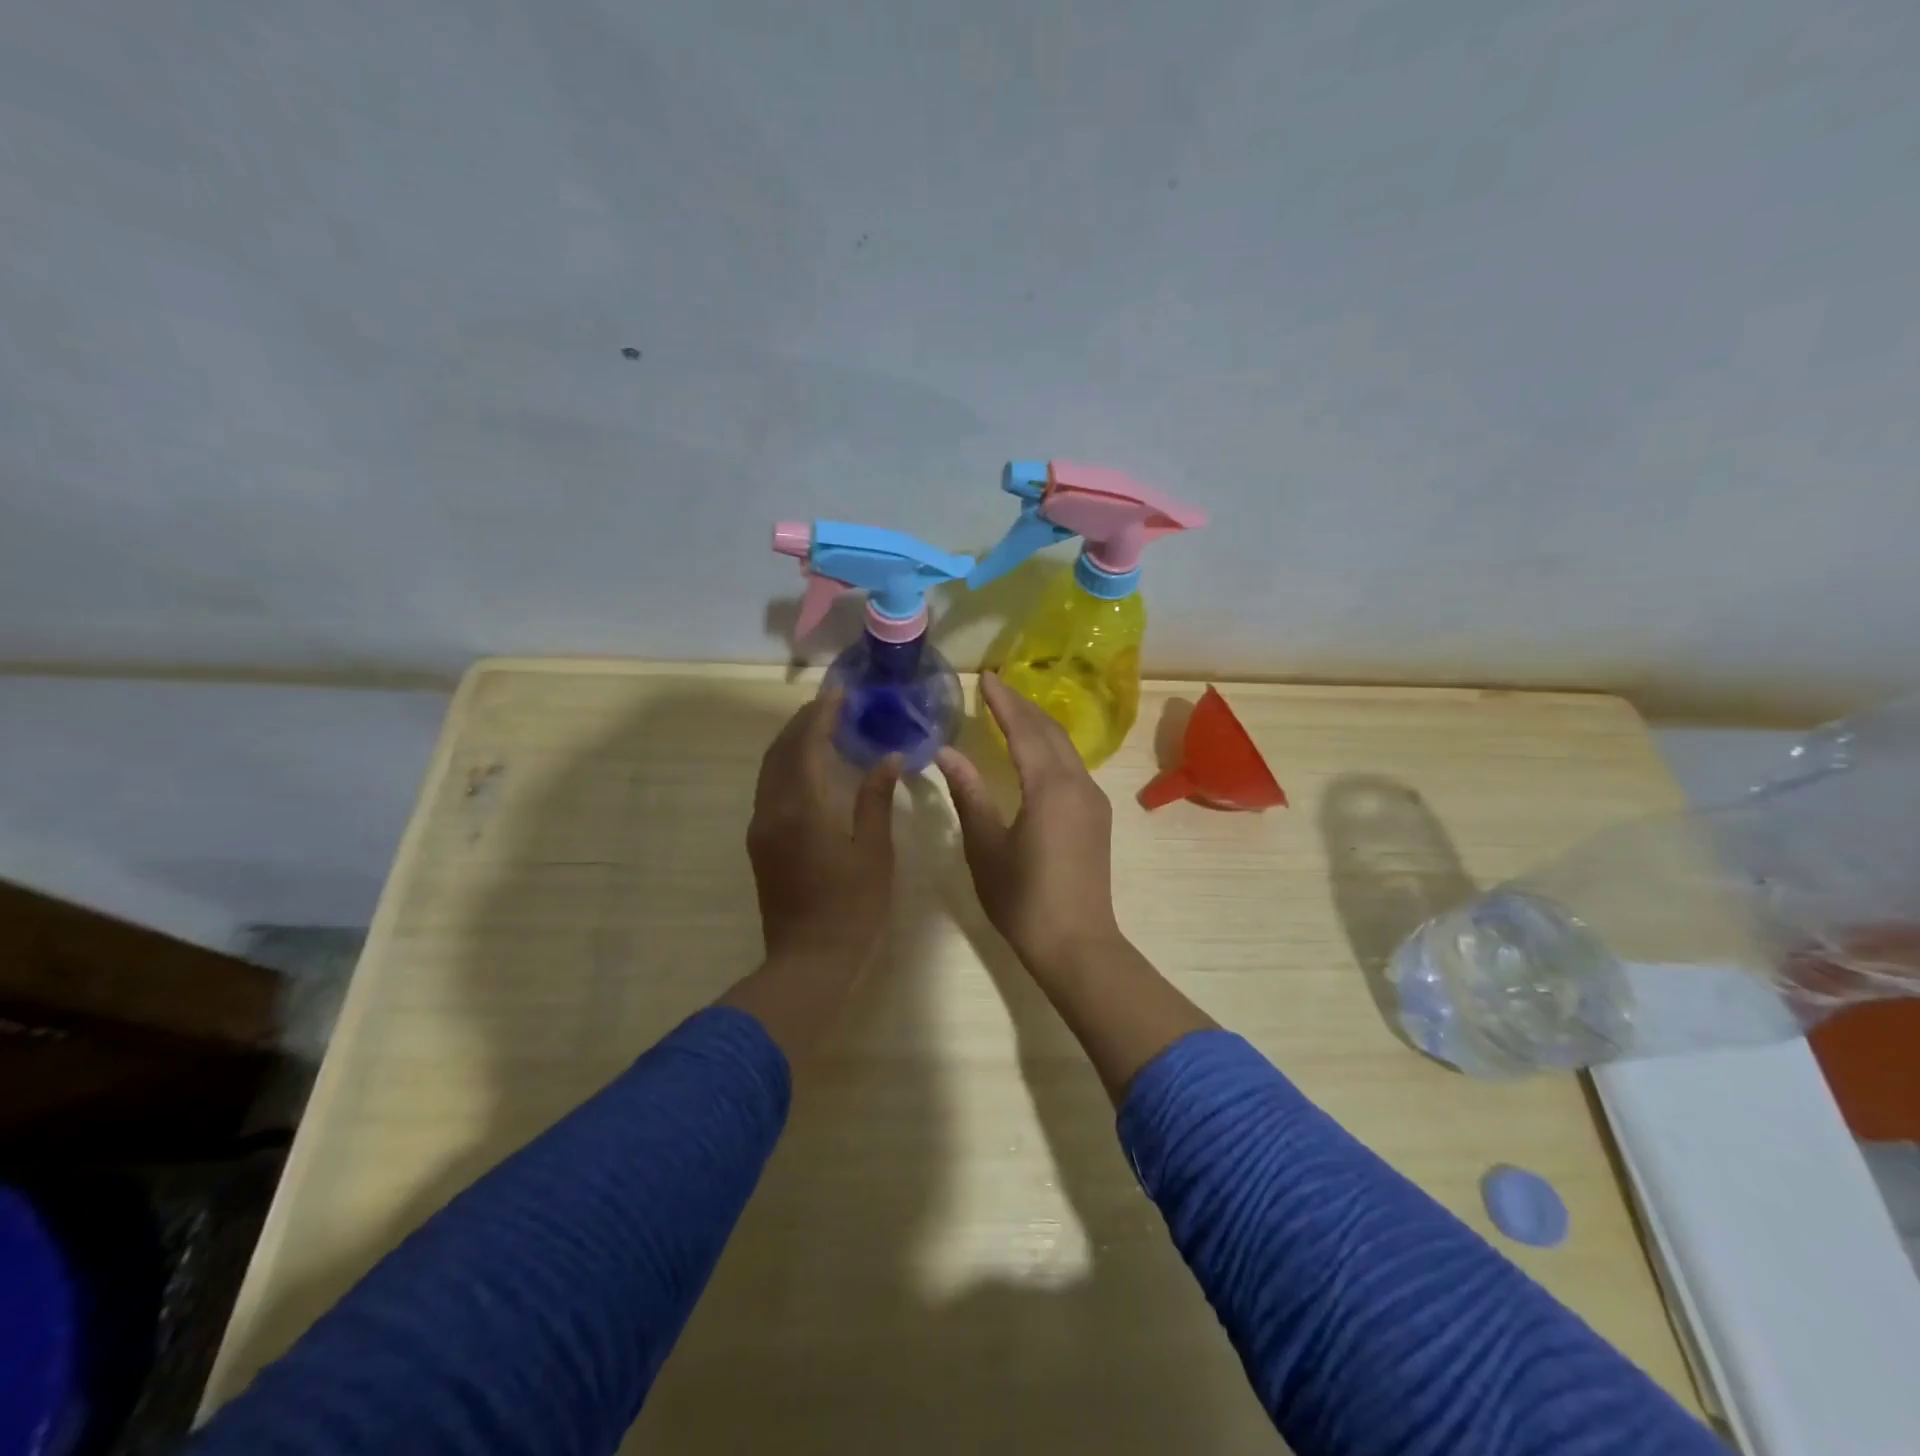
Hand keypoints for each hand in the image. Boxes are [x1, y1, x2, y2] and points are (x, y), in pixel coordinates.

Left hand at [746, 692, 899, 971]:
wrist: (809, 961)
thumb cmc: (852, 908)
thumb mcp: (874, 853)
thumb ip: (876, 800)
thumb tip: (888, 758)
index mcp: (802, 809)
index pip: (806, 745)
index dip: (821, 715)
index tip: (839, 693)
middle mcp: (772, 810)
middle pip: (781, 752)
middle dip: (803, 723)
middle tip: (830, 704)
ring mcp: (761, 828)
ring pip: (770, 770)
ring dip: (791, 743)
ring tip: (819, 727)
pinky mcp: (760, 844)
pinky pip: (768, 788)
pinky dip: (786, 766)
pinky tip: (808, 767)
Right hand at [936, 673, 1123, 978]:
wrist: (1077, 944)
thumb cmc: (1023, 899)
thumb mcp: (986, 846)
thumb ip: (969, 794)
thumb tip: (947, 752)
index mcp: (1049, 787)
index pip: (1024, 729)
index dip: (1003, 702)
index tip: (985, 678)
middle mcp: (1078, 784)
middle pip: (1050, 731)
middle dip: (1022, 706)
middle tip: (995, 688)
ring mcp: (1093, 800)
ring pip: (1065, 748)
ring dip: (1038, 725)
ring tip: (1011, 712)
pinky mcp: (1097, 816)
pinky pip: (1072, 767)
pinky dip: (1050, 748)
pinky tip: (1034, 752)